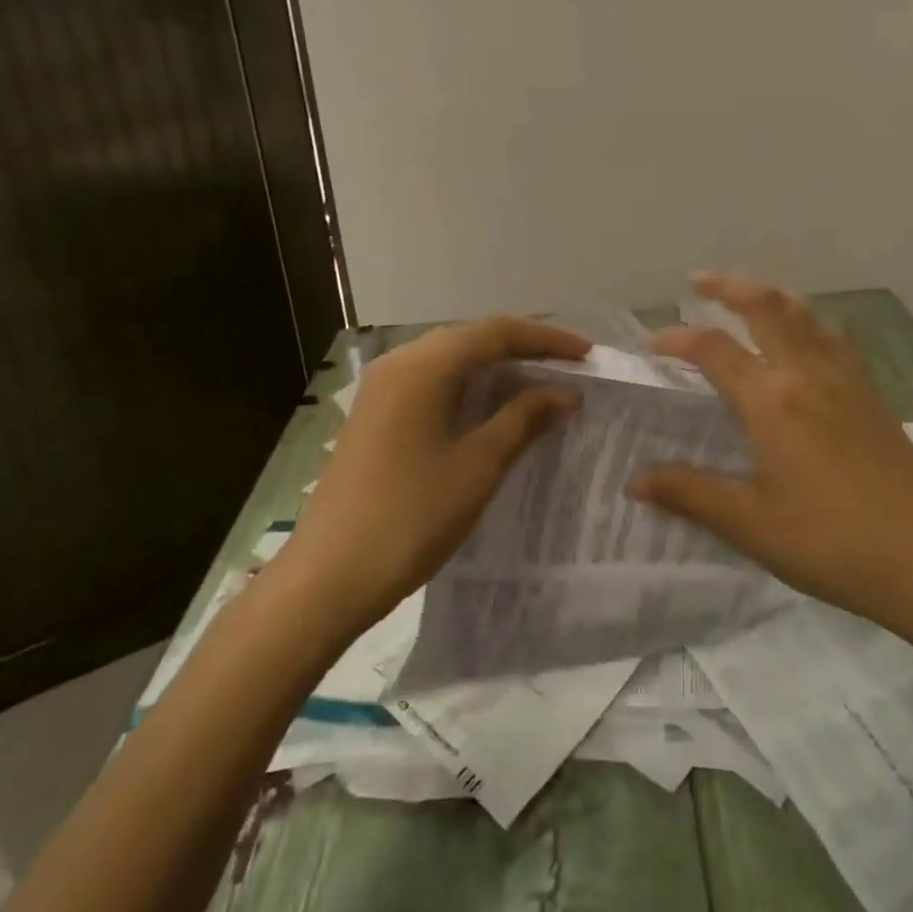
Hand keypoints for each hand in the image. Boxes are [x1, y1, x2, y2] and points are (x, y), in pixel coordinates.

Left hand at [280, 317, 588, 638]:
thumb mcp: (478, 467)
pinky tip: (493, 408)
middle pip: (472, 337)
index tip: (587, 354)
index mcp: (424, 365)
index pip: (497, 332)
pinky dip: (470, 386)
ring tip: (541, 384)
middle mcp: (400, 362)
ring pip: (452, 359)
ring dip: (497, 367)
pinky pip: (433, 381)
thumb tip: (565, 392)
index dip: (546, 339)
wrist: (325, 580)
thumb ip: (523, 419)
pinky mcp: (376, 413)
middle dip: (524, 348)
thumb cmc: (410, 519)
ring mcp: (382, 387)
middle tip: (569, 367)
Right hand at [629, 274, 912, 633]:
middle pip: (766, 307)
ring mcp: (846, 377)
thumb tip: (635, 481)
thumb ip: (689, 494)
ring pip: (805, 313)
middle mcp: (807, 373)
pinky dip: (809, 318)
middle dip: (729, 286)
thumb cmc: (829, 543)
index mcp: (772, 401)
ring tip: (748, 296)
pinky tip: (807, 335)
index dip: (679, 338)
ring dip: (770, 295)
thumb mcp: (750, 524)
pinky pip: (835, 334)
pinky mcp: (872, 391)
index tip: (654, 343)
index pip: (714, 348)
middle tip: (699, 281)